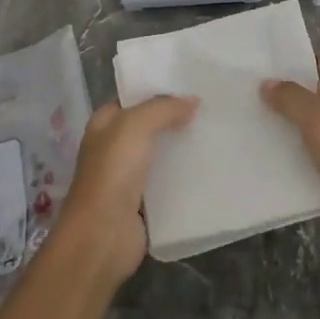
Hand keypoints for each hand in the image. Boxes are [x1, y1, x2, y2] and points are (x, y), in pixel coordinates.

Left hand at [49, 94, 197, 288]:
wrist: (102, 237)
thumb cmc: (112, 173)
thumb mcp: (135, 127)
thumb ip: (163, 108)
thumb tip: (193, 100)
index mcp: (104, 123)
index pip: (133, 97)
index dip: (158, 88)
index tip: (191, 81)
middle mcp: (114, 146)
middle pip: (149, 125)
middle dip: (175, 116)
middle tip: (211, 105)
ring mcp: (128, 176)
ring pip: (161, 152)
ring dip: (183, 145)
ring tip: (217, 131)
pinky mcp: (143, 203)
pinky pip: (168, 181)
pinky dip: (185, 174)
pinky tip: (210, 165)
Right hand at [262, 52, 319, 258]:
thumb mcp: (315, 119)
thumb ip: (290, 98)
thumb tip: (268, 82)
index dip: (303, 57)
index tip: (273, 65)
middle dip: (294, 91)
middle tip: (258, 96)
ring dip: (298, 123)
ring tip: (264, 126)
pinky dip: (308, 151)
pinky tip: (286, 160)